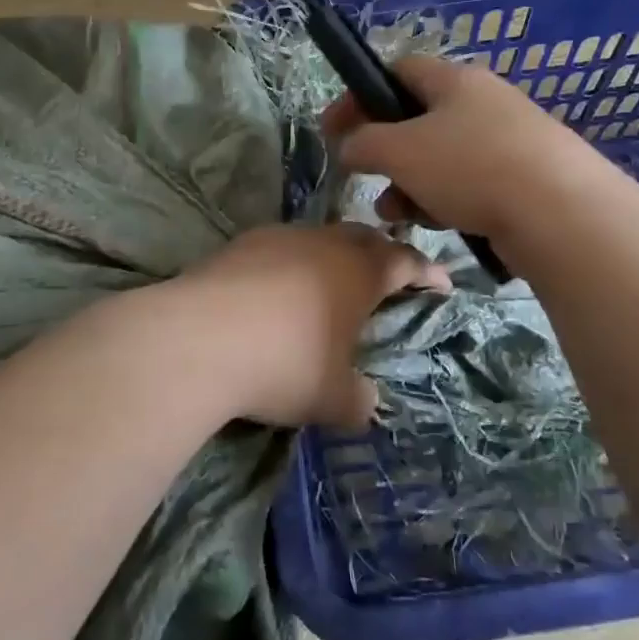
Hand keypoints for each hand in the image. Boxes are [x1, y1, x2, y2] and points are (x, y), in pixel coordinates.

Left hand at [178, 223, 450, 428]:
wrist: (198, 339)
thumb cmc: (283, 365)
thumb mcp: (331, 398)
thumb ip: (359, 401)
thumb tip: (366, 402)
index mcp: (359, 271)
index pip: (405, 261)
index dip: (426, 271)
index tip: (441, 283)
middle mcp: (323, 243)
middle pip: (363, 237)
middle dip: (382, 254)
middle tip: (389, 275)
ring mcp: (279, 238)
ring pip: (320, 237)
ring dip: (334, 255)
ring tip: (332, 282)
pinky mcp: (241, 244)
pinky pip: (281, 246)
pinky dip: (293, 262)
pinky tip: (279, 289)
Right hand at [320, 56, 589, 240]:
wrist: (562, 214)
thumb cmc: (470, 167)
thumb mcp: (399, 151)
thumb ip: (363, 143)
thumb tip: (349, 145)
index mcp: (455, 80)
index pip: (397, 71)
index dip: (359, 97)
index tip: (334, 130)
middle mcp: (484, 102)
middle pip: (418, 119)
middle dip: (385, 152)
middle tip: (366, 178)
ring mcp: (509, 140)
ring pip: (442, 157)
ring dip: (410, 183)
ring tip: (396, 214)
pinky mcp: (527, 178)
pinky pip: (470, 183)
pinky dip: (445, 200)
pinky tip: (440, 224)